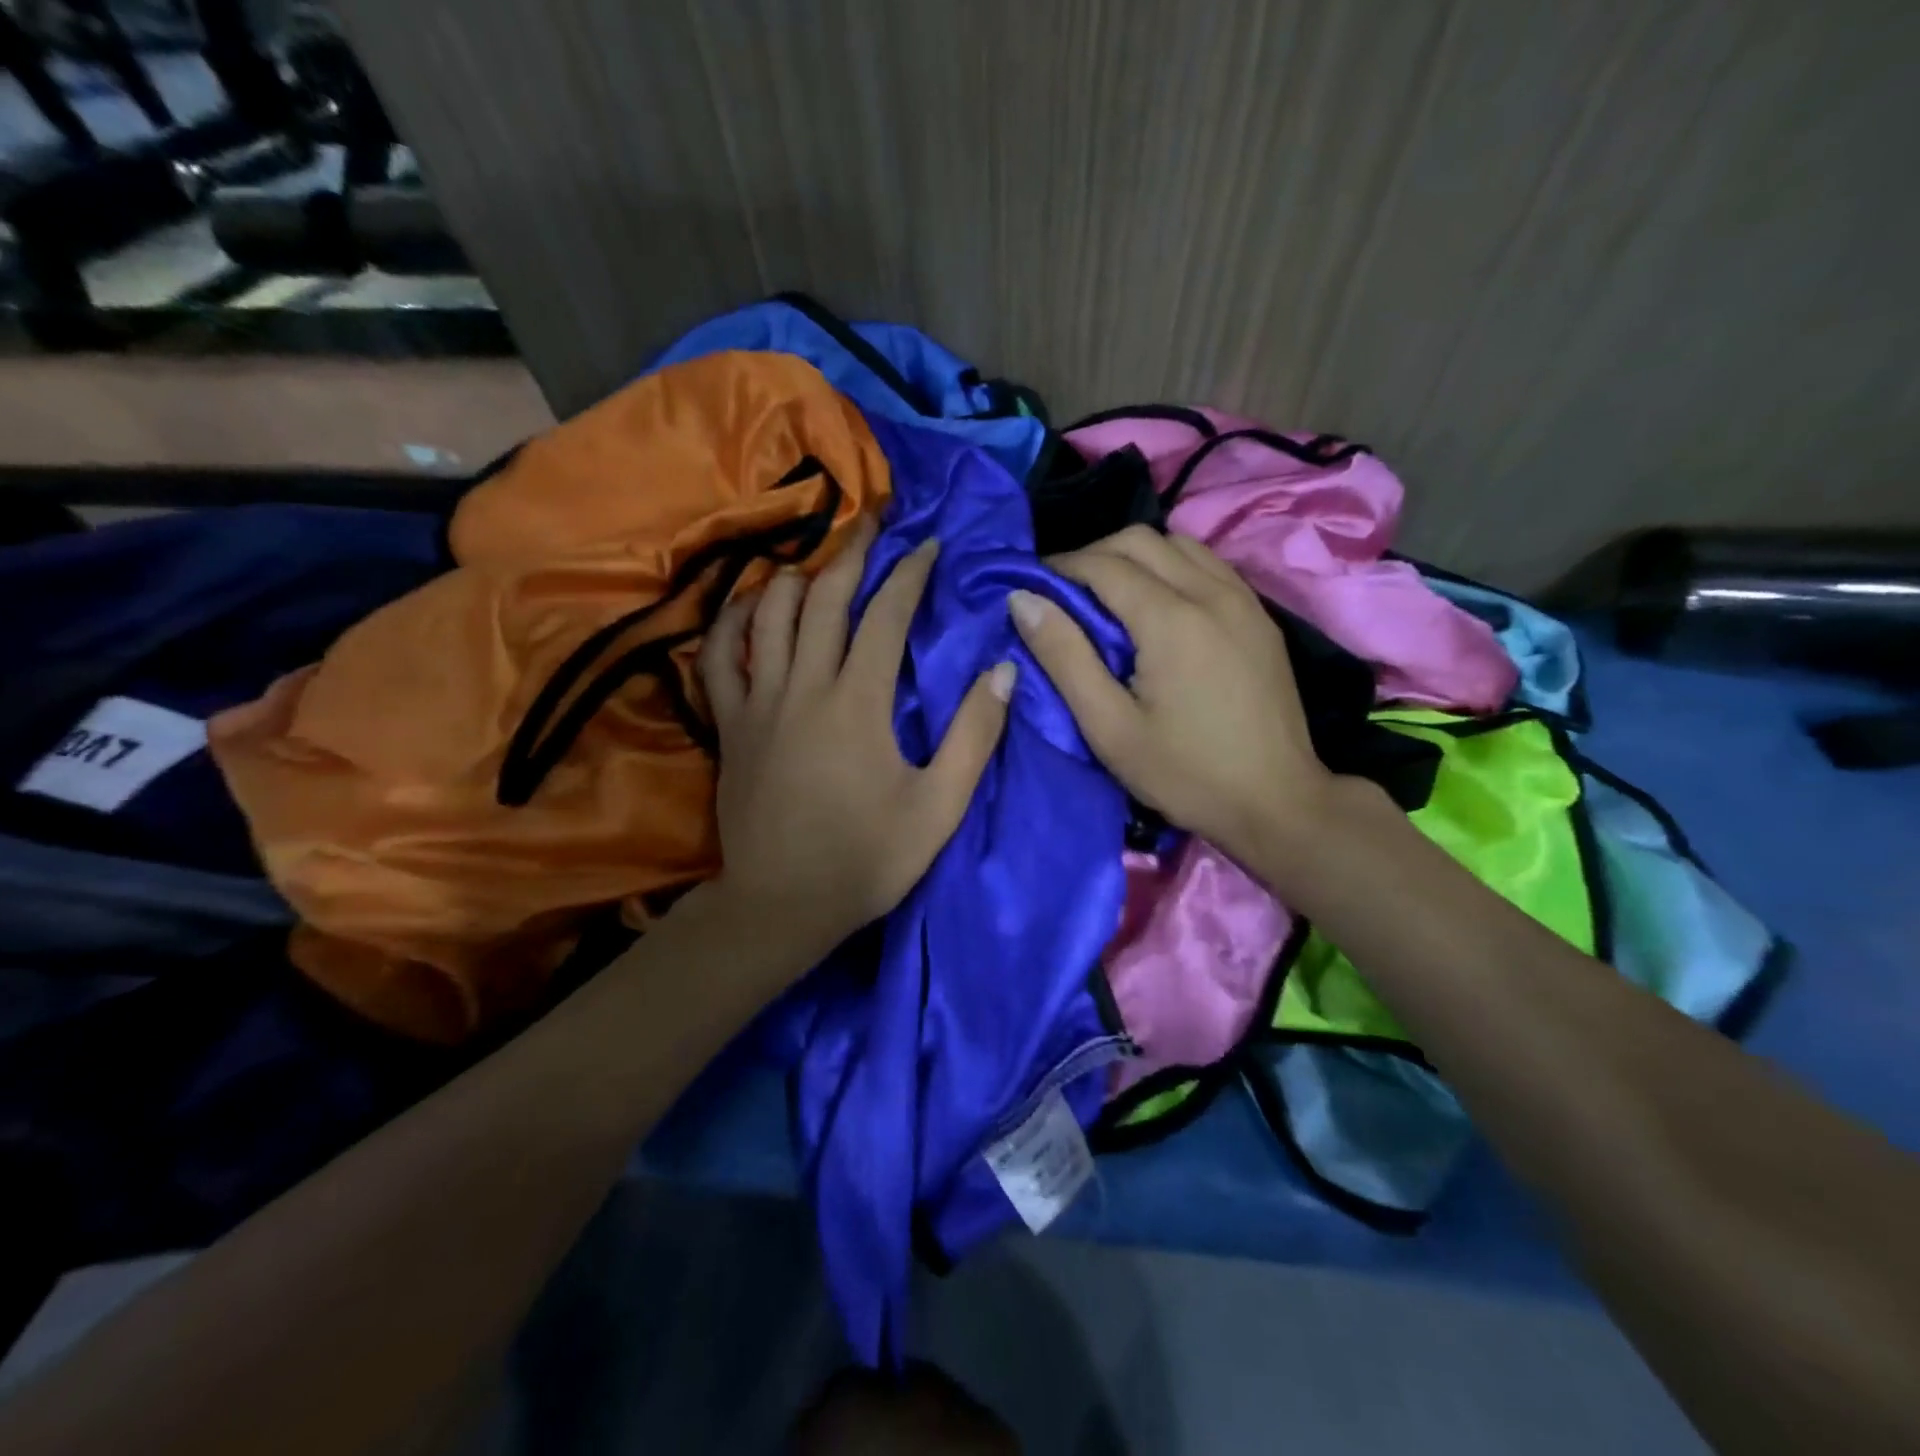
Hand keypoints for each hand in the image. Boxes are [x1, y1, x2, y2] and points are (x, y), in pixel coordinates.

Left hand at [697, 515, 1014, 969]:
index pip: (886, 615)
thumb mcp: (939, 807)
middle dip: (853, 552)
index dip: (910, 573)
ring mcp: (758, 703)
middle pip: (824, 598)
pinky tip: (749, 606)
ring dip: (797, 576)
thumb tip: (1002, 671)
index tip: (930, 545)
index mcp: (858, 702)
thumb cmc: (867, 859)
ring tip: (820, 560)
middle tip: (873, 521)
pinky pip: (719, 656)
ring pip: (769, 614)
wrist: (782, 905)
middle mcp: (804, 687)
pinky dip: (733, 621)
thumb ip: (973, 736)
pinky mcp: (729, 725)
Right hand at [1009, 525, 1336, 871]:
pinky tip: (1157, 605)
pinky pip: (1208, 565)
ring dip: (1135, 556)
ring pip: (1179, 544)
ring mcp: (1243, 600)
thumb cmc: (1185, 773)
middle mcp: (1211, 593)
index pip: (1104, 564)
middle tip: (1065, 593)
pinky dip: (1172, 567)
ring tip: (1108, 596)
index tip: (1032, 589)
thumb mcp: (1109, 727)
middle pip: (1141, 540)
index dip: (1060, 568)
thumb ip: (1064, 657)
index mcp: (1171, 619)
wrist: (1278, 802)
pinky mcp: (1260, 617)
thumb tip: (1023, 600)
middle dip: (1094, 555)